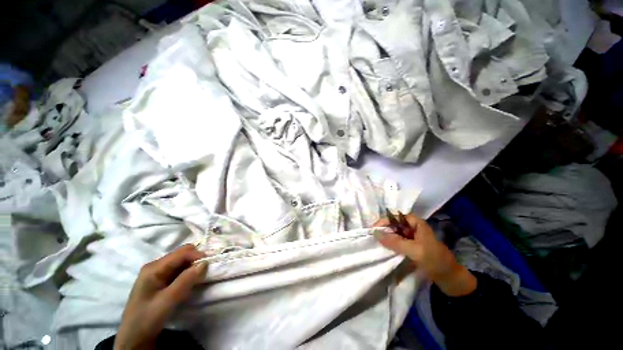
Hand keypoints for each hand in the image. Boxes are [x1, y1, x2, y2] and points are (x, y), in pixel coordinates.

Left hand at [115, 244, 207, 349]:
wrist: (133, 338)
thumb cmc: (147, 319)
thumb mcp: (167, 301)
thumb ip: (185, 281)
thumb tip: (205, 263)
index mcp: (154, 268)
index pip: (181, 253)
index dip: (197, 255)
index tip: (211, 263)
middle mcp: (156, 266)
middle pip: (182, 254)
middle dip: (196, 259)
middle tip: (207, 269)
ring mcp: (157, 273)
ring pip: (182, 261)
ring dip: (193, 266)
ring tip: (202, 275)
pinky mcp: (161, 280)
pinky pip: (179, 270)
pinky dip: (189, 272)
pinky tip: (192, 280)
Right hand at [374, 214, 476, 296]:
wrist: (450, 279)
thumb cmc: (435, 260)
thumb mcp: (415, 250)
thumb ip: (395, 242)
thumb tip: (375, 233)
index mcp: (416, 223)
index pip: (396, 217)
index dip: (385, 221)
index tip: (374, 229)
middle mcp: (413, 227)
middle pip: (394, 224)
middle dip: (384, 229)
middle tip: (373, 237)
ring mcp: (412, 237)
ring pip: (395, 233)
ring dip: (386, 237)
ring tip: (376, 242)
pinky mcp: (410, 246)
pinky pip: (397, 242)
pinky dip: (391, 244)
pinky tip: (385, 248)